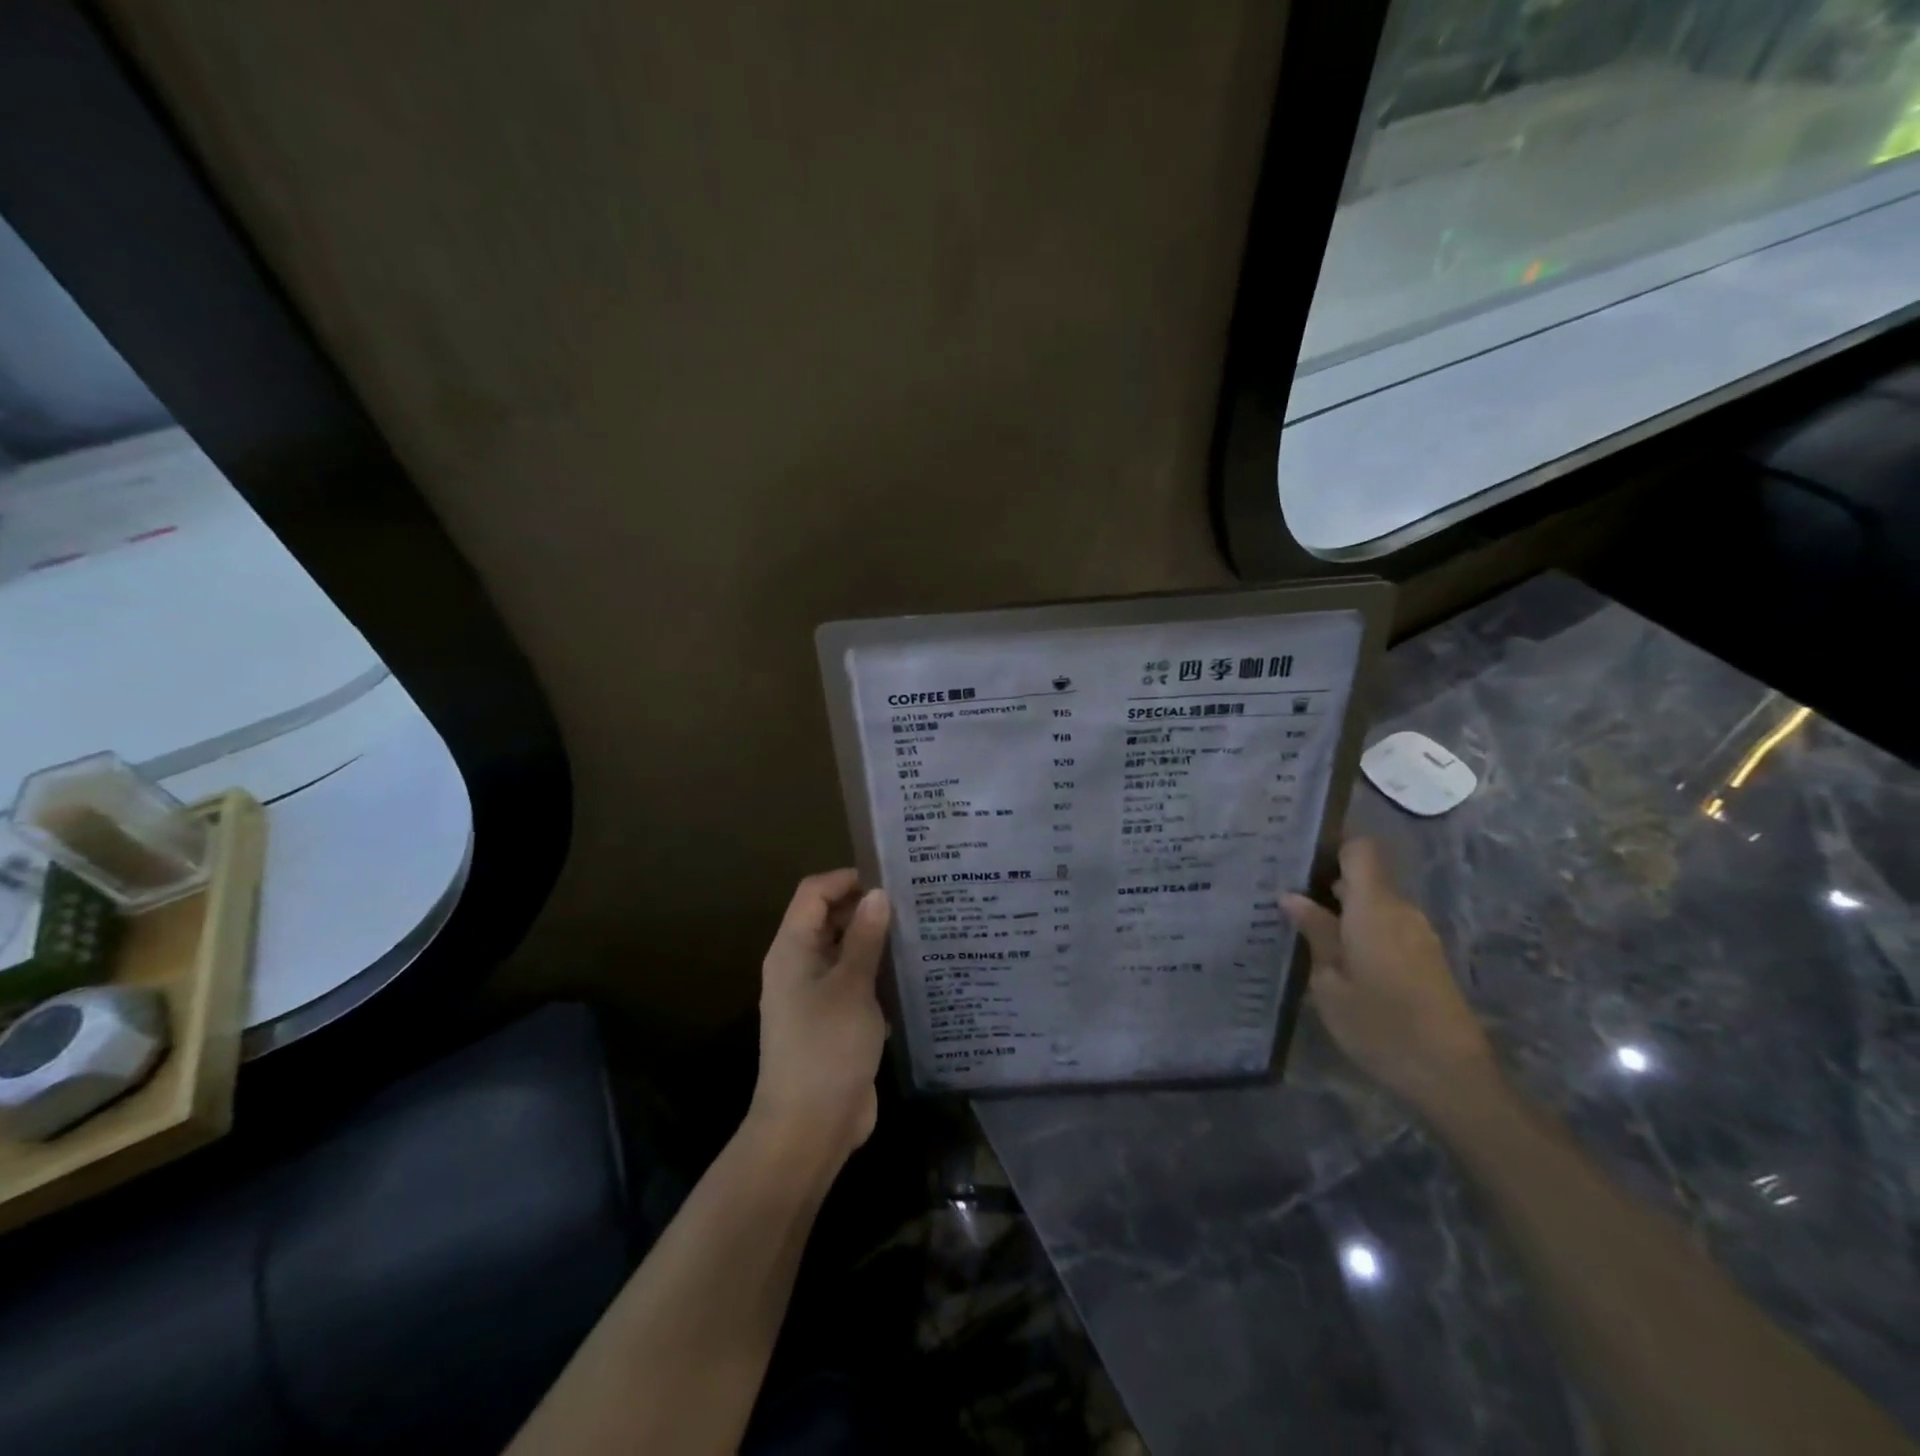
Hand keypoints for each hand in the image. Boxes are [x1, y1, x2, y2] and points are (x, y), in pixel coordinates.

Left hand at [748, 870, 891, 1173]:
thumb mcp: (851, 986)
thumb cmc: (827, 1047)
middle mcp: (800, 966)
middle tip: (914, 903)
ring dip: (875, 942)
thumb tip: (877, 894)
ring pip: (845, 952)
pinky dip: (877, 974)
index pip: (814, 893)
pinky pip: (855, 983)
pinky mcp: (834, 1021)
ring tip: (920, 932)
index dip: (847, 879)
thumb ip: (864, 937)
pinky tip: (912, 976)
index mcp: (793, 950)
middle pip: (829, 919)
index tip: (890, 880)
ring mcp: (816, 996)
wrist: (809, 1128)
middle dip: (866, 908)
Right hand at [1282, 839, 1498, 1115]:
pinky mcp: (1428, 959)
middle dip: (1328, 884)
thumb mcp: (1330, 982)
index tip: (1298, 859)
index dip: (1331, 846)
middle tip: (1287, 900)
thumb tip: (1292, 897)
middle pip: (1366, 877)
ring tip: (1305, 931)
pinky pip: (1388, 927)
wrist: (1451, 1077)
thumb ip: (1315, 933)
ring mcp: (1419, 935)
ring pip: (1376, 905)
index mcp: (1375, 907)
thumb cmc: (1379, 1025)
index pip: (1360, 849)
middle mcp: (1402, 911)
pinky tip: (1338, 959)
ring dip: (1345, 912)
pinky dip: (1362, 932)